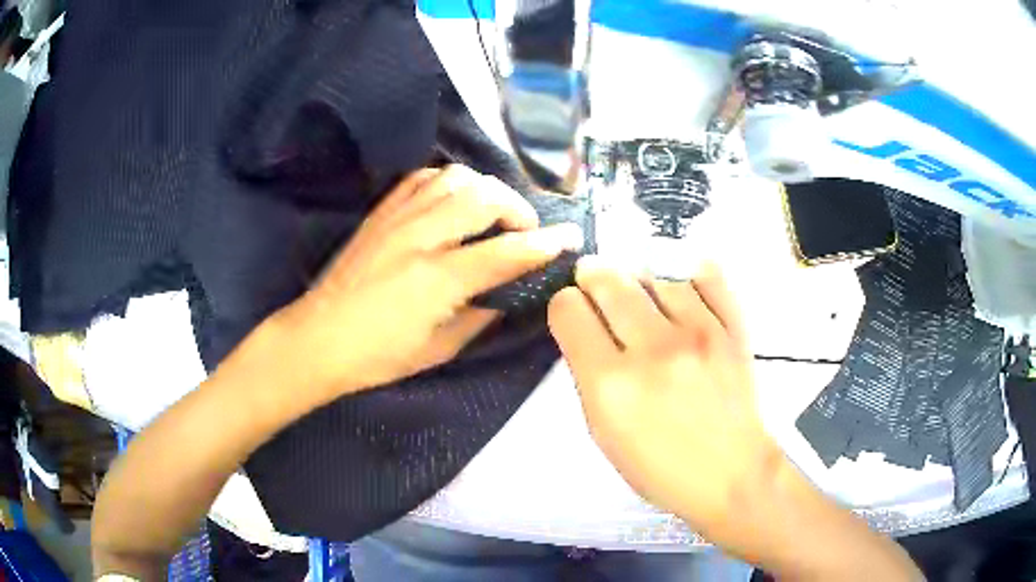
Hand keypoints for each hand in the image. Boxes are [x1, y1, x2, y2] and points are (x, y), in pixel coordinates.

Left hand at [273, 165, 582, 399]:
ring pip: (457, 177)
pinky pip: (424, 177)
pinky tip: (454, 202)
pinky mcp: (382, 212)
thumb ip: (482, 314)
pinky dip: (450, 182)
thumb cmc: (379, 356)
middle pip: (485, 197)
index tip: (571, 237)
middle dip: (518, 208)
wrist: (319, 338)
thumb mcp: (440, 349)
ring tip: (492, 214)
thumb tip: (509, 289)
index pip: (507, 251)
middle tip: (525, 231)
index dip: (546, 243)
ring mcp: (398, 218)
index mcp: (438, 280)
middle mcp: (421, 237)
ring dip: (486, 190)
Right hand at [548, 258, 782, 549]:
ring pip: (653, 271)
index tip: (575, 314)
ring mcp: (699, 332)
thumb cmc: (660, 467)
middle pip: (607, 279)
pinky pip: (705, 274)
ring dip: (639, 278)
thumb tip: (588, 327)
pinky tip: (682, 287)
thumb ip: (589, 375)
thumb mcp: (603, 433)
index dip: (566, 306)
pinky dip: (687, 275)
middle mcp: (652, 349)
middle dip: (593, 277)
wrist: (732, 473)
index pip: (569, 309)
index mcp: (610, 384)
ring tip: (643, 295)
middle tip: (597, 284)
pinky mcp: (732, 326)